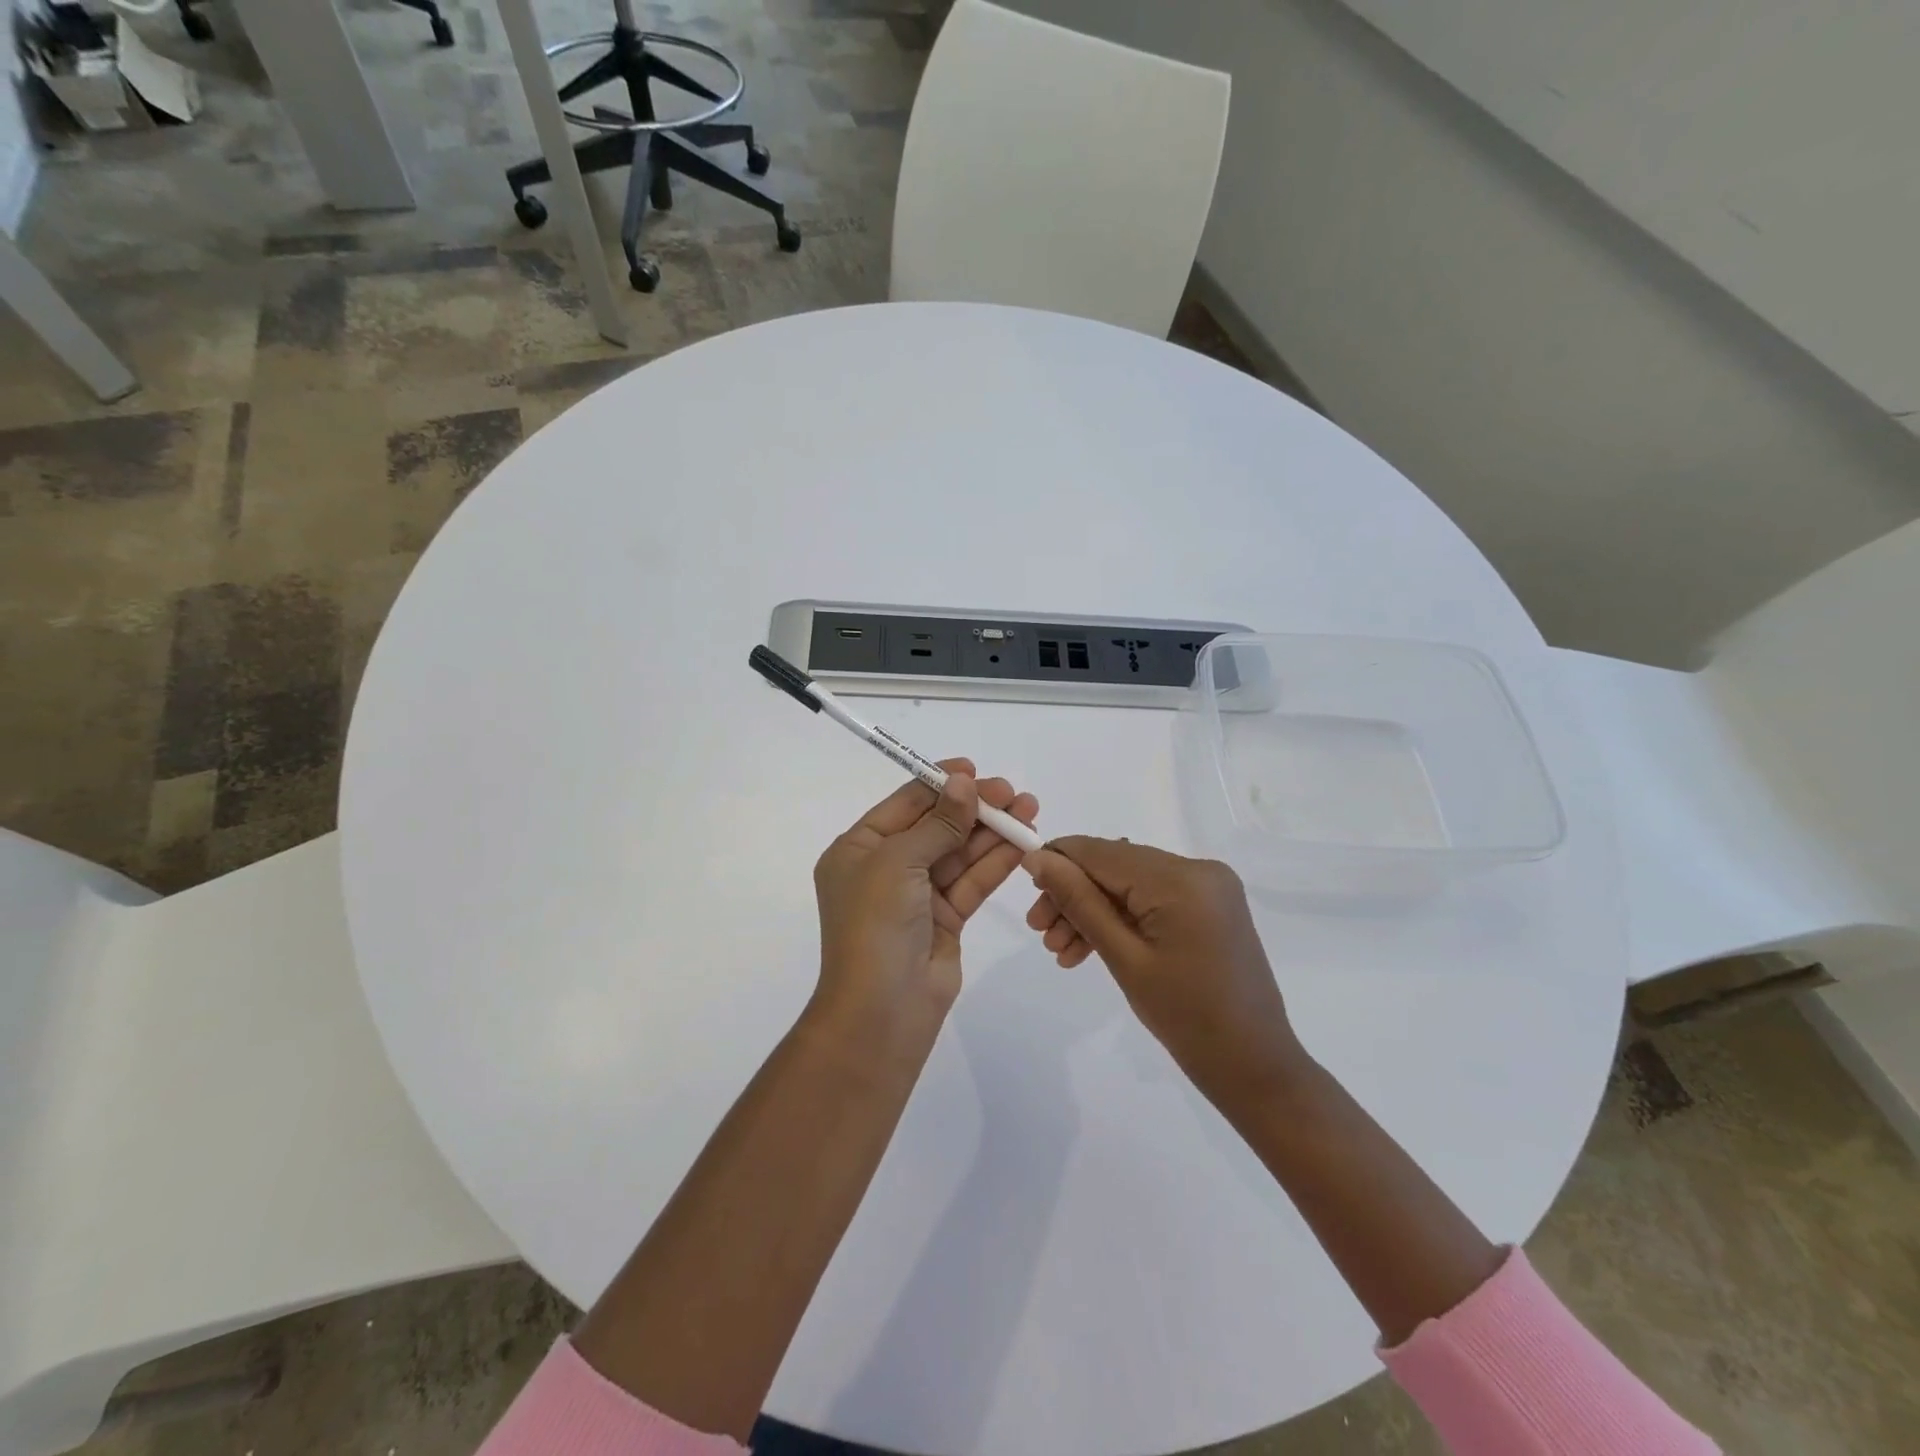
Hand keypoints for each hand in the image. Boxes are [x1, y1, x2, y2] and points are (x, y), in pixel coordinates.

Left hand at [813, 759, 1038, 1038]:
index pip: (904, 804)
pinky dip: (996, 862)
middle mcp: (886, 868)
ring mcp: (917, 895)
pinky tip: (1023, 842)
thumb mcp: (899, 862)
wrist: (881, 1012)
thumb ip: (938, 823)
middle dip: (974, 808)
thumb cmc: (875, 925)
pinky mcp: (945, 919)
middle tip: (1013, 793)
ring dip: (992, 832)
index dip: (940, 784)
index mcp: (858, 849)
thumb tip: (965, 784)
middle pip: (937, 826)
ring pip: (959, 853)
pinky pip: (972, 881)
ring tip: (1029, 809)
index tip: (975, 770)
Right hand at [1023, 838, 1302, 1108]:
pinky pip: (1152, 899)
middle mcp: (1198, 869)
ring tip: (1060, 951)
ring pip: (1130, 884)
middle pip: (1114, 867)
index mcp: (1181, 879)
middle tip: (1039, 932)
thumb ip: (1079, 902)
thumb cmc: (1186, 1018)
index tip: (1024, 886)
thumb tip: (1038, 860)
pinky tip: (1089, 948)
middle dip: (1073, 895)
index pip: (1102, 852)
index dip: (1058, 861)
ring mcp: (1208, 886)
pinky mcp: (1209, 905)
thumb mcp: (1123, 958)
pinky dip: (1121, 918)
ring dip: (1093, 910)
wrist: (1254, 1066)